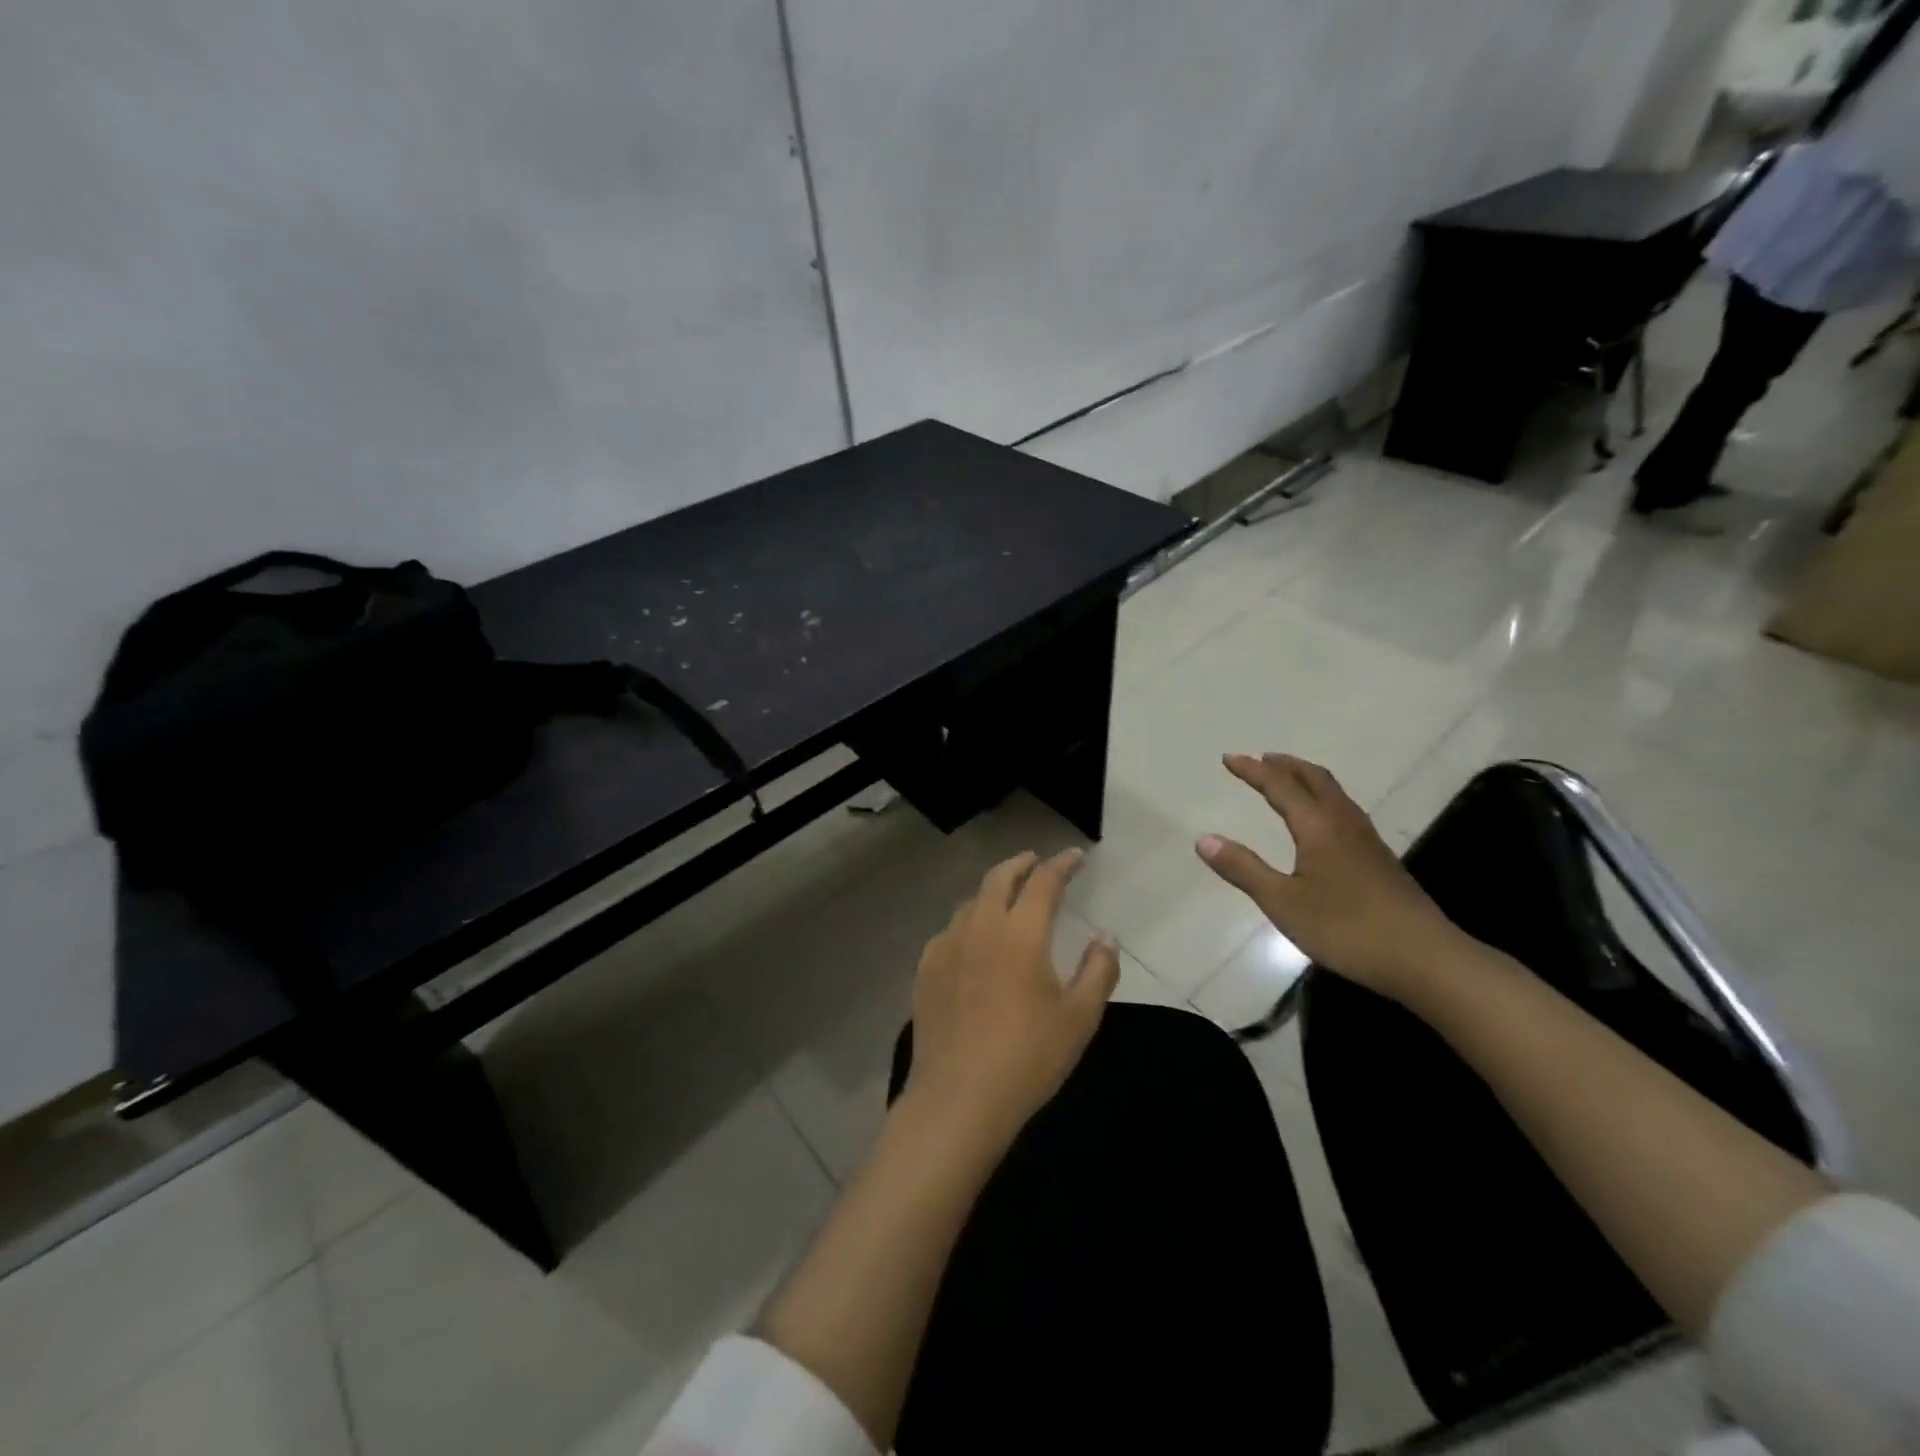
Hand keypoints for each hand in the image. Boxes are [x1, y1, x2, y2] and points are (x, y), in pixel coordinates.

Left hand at [903, 849, 1119, 1153]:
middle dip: (1020, 864)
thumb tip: (1105, 937)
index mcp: (1021, 932)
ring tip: (1005, 898)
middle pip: (999, 878)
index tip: (1076, 856)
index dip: (1062, 864)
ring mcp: (947, 945)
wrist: (959, 1098)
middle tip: (1036, 861)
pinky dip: (968, 923)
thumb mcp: (1079, 1017)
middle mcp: (980, 926)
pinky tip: (972, 941)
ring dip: (992, 891)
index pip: (1044, 881)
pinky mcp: (925, 968)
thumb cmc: (1029, 1057)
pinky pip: (950, 931)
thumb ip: (1099, 970)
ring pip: (971, 902)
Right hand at [1196, 753, 1463, 1001]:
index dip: (1253, 770)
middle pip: (1315, 779)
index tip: (1229, 758)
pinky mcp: (1380, 859)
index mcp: (1318, 827)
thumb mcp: (1283, 902)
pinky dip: (1323, 799)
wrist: (1425, 958)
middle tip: (1261, 760)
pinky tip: (1321, 822)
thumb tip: (1204, 839)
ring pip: (1334, 793)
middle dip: (1285, 765)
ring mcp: (1367, 840)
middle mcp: (1344, 823)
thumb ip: (1243, 869)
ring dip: (1307, 779)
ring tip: (1288, 780)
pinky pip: (1345, 810)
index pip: (1280, 786)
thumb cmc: (1346, 929)